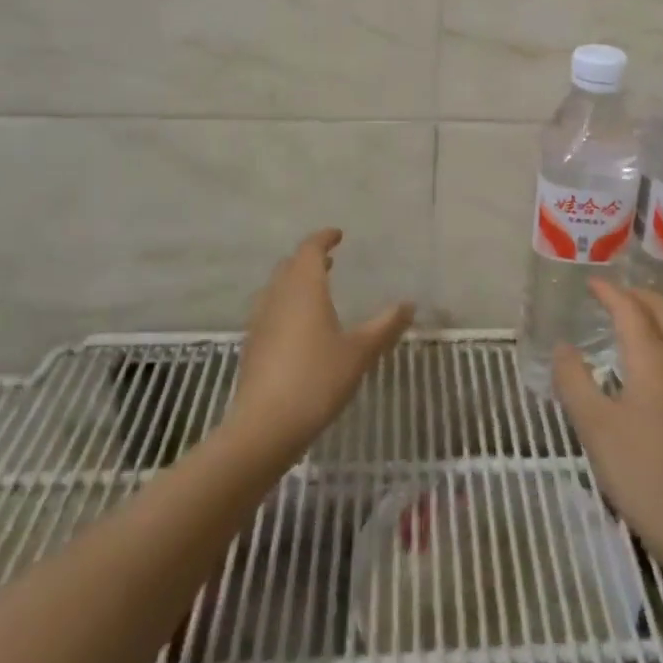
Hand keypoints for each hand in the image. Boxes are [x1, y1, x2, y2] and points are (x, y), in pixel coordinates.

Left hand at [229, 228, 413, 457]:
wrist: (264, 427)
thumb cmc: (317, 379)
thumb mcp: (360, 352)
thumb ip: (385, 326)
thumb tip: (410, 304)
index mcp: (304, 287)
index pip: (310, 249)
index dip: (323, 239)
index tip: (337, 235)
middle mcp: (278, 296)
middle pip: (290, 266)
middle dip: (308, 259)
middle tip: (329, 261)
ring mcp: (260, 321)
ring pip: (276, 288)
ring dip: (295, 282)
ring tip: (315, 291)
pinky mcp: (252, 346)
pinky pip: (269, 311)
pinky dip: (285, 305)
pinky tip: (298, 329)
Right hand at [554, 280, 662, 559]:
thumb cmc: (640, 471)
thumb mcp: (594, 426)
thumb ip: (574, 380)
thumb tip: (563, 348)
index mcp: (652, 357)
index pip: (630, 309)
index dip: (609, 292)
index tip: (591, 284)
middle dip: (637, 295)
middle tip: (611, 297)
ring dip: (658, 311)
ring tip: (634, 317)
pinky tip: (657, 356)